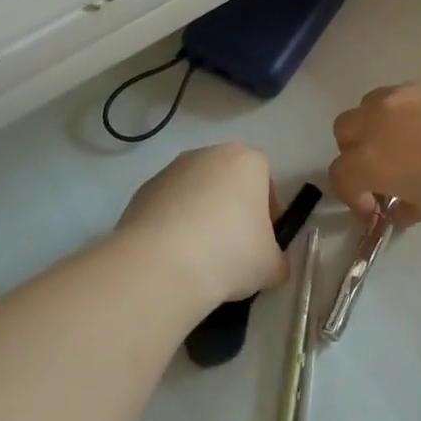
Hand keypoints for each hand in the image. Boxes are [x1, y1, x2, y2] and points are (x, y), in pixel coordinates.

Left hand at [116, 145, 287, 305]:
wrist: (161, 264)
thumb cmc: (230, 253)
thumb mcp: (271, 266)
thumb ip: (277, 260)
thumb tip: (271, 265)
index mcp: (246, 161)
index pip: (266, 178)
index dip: (268, 210)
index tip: (263, 240)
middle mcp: (208, 154)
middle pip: (229, 181)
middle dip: (233, 209)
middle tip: (233, 249)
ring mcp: (171, 170)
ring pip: (196, 192)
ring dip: (201, 216)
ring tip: (199, 257)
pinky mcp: (143, 191)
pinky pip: (168, 207)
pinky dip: (173, 225)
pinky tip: (173, 256)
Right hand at [330, 68, 420, 222]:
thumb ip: (408, 206)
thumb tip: (399, 206)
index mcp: (377, 157)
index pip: (341, 173)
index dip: (352, 195)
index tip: (376, 208)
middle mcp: (382, 118)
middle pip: (346, 129)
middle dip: (356, 152)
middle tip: (385, 171)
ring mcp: (410, 90)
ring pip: (374, 103)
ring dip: (379, 125)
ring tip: (414, 142)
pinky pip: (413, 92)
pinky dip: (417, 109)